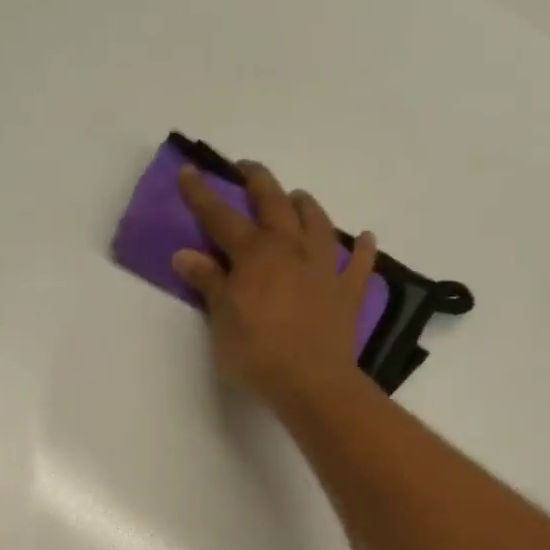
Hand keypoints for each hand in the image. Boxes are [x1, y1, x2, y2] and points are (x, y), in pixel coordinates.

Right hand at [171, 161, 377, 406]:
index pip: (221, 217)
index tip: (188, 171)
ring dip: (306, 206)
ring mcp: (323, 268)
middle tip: (248, 168)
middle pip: (274, 204)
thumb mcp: (221, 318)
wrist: (310, 381)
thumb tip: (185, 254)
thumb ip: (207, 282)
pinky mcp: (346, 292)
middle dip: (258, 182)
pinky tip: (364, 238)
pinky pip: (358, 264)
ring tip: (298, 197)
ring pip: (317, 223)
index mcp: (254, 254)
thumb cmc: (256, 351)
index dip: (202, 194)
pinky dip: (361, 249)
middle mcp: (290, 249)